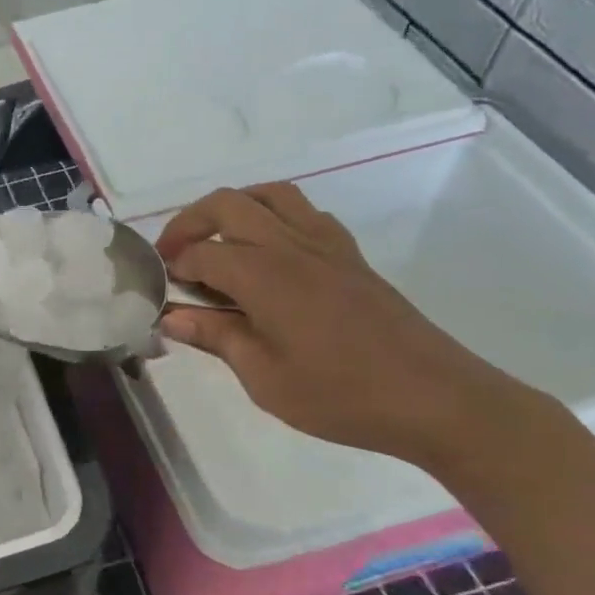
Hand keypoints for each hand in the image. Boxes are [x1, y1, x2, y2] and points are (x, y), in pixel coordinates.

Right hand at [156, 184, 535, 471]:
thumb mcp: (264, 378)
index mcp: (264, 275)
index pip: (201, 252)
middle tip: (175, 255)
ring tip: (218, 240)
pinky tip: (271, 252)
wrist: (435, 399)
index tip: (160, 288)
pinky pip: (305, 213)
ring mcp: (326, 245)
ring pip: (271, 195)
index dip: (173, 265)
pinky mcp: (350, 255)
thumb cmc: (341, 395)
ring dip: (234, 207)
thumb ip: (216, 338)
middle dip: (190, 222)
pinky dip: (275, 216)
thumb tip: (170, 317)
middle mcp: (290, 245)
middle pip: (228, 203)